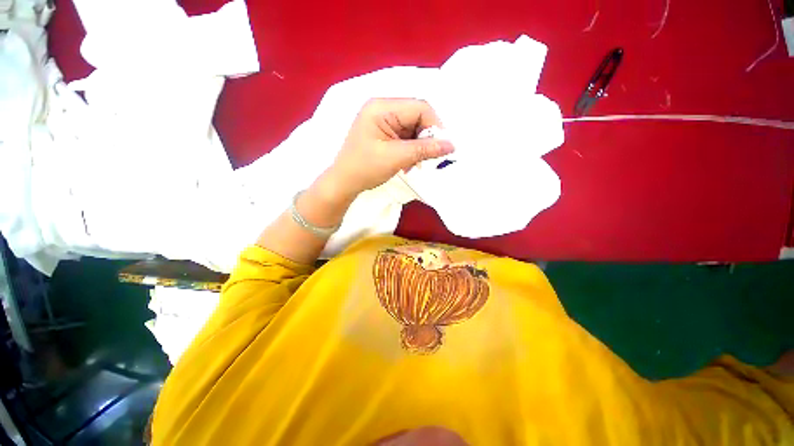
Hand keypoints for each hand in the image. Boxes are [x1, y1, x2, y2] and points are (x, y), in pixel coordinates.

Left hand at [326, 98, 454, 198]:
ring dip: (419, 147)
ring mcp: (383, 121)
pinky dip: (411, 150)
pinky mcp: (384, 133)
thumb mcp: (396, 158)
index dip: (435, 126)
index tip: (443, 147)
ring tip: (416, 164)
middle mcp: (383, 109)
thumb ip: (424, 149)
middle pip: (417, 117)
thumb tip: (451, 145)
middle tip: (429, 158)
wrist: (344, 182)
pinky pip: (406, 137)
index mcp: (382, 107)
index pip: (419, 107)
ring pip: (413, 129)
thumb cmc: (365, 168)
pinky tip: (408, 163)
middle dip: (426, 138)